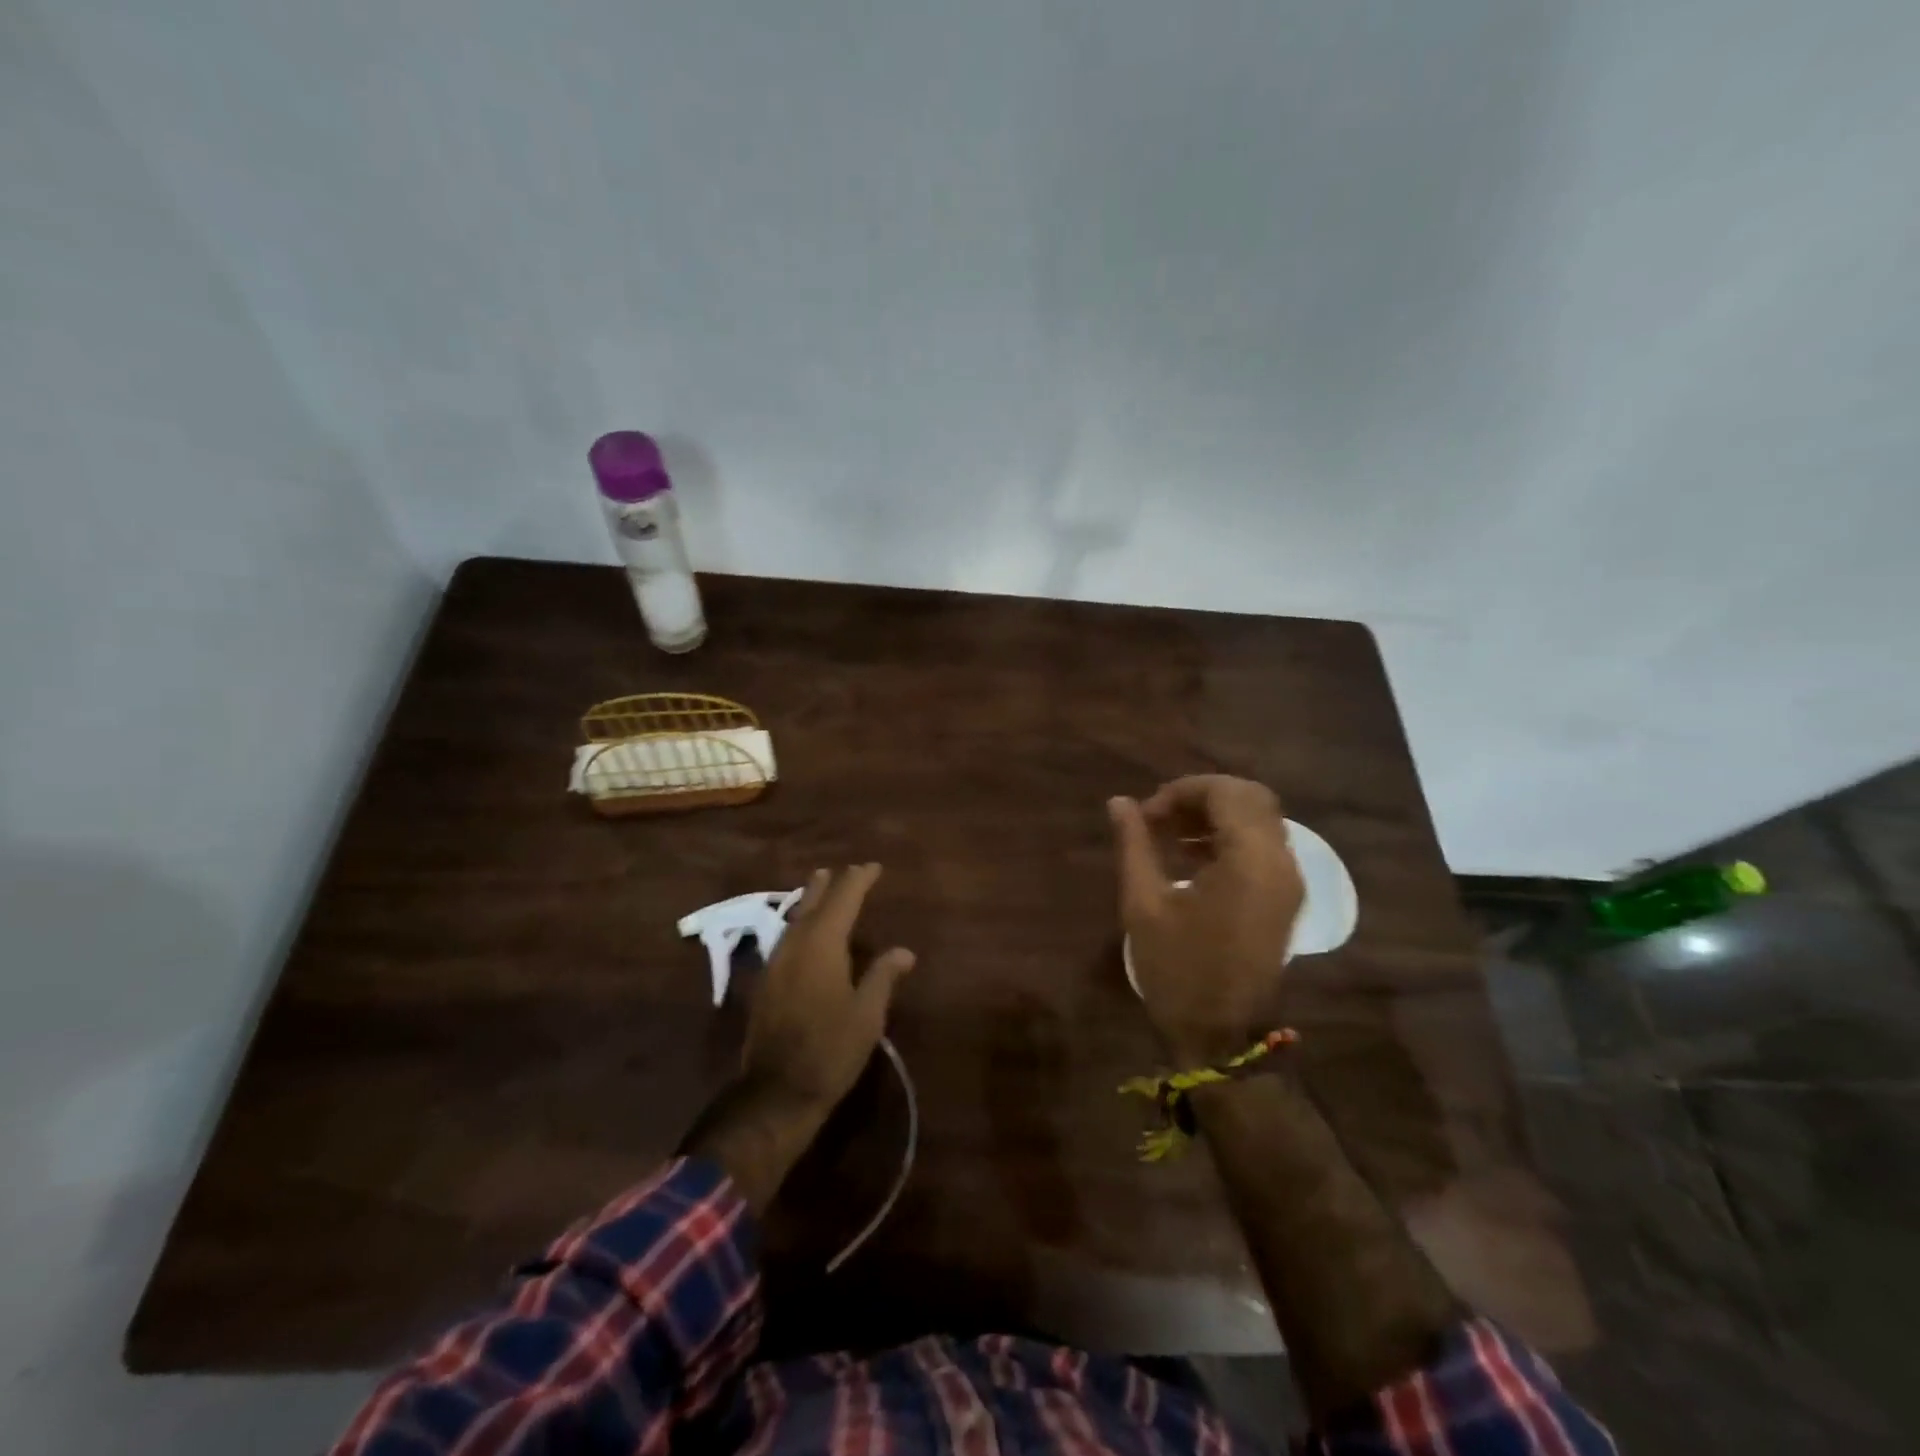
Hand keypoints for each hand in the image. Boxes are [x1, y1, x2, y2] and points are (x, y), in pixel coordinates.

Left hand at [742, 864, 914, 1117]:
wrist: (777, 1092)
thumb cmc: (830, 1050)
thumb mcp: (868, 1014)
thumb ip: (883, 976)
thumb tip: (904, 951)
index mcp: (822, 945)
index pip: (843, 900)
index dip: (858, 880)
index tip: (873, 867)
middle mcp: (795, 946)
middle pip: (812, 903)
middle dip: (830, 884)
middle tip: (844, 870)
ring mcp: (775, 964)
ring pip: (794, 919)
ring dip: (810, 901)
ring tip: (820, 887)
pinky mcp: (765, 984)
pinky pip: (785, 938)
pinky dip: (799, 924)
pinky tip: (803, 933)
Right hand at [1110, 776, 1304, 1061]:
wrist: (1221, 1036)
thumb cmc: (1177, 970)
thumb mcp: (1144, 904)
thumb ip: (1134, 844)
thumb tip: (1119, 802)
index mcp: (1250, 860)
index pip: (1225, 792)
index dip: (1181, 791)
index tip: (1145, 813)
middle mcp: (1281, 862)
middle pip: (1249, 798)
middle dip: (1201, 797)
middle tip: (1159, 816)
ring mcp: (1289, 881)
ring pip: (1259, 819)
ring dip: (1215, 815)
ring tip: (1168, 833)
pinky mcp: (1286, 898)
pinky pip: (1263, 846)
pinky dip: (1230, 837)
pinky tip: (1191, 856)